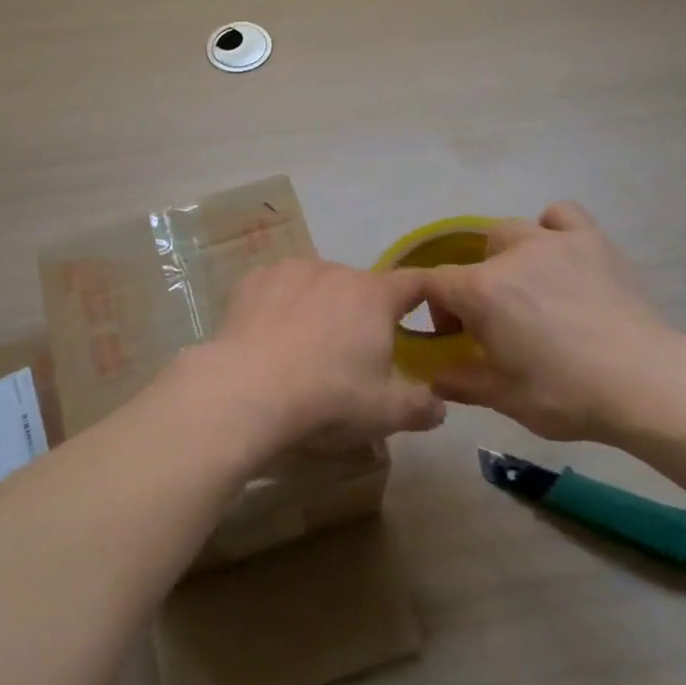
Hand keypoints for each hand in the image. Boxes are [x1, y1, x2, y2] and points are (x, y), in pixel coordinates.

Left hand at [199, 257, 446, 453]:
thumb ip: (420, 407)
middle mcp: (336, 271)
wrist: (246, 392)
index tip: (427, 310)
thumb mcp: (384, 414)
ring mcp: (291, 271)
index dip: (425, 293)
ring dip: (319, 306)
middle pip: (360, 288)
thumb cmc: (326, 399)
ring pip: (316, 285)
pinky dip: (279, 305)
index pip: (414, 282)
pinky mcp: (253, 280)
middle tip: (352, 354)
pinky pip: (277, 288)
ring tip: (304, 347)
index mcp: (374, 296)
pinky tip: (268, 336)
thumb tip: (439, 406)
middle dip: (361, 314)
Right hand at [420, 202, 685, 446]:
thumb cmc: (567, 394)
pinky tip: (560, 257)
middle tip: (492, 322)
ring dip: (507, 256)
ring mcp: (554, 241)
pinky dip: (551, 229)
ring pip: (512, 231)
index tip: (450, 335)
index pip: (434, 282)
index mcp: (482, 291)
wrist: (646, 384)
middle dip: (473, 285)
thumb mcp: (504, 398)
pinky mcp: (592, 240)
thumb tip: (436, 378)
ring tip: (527, 287)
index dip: (431, 306)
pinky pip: (561, 216)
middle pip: (475, 256)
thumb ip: (461, 383)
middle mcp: (512, 254)